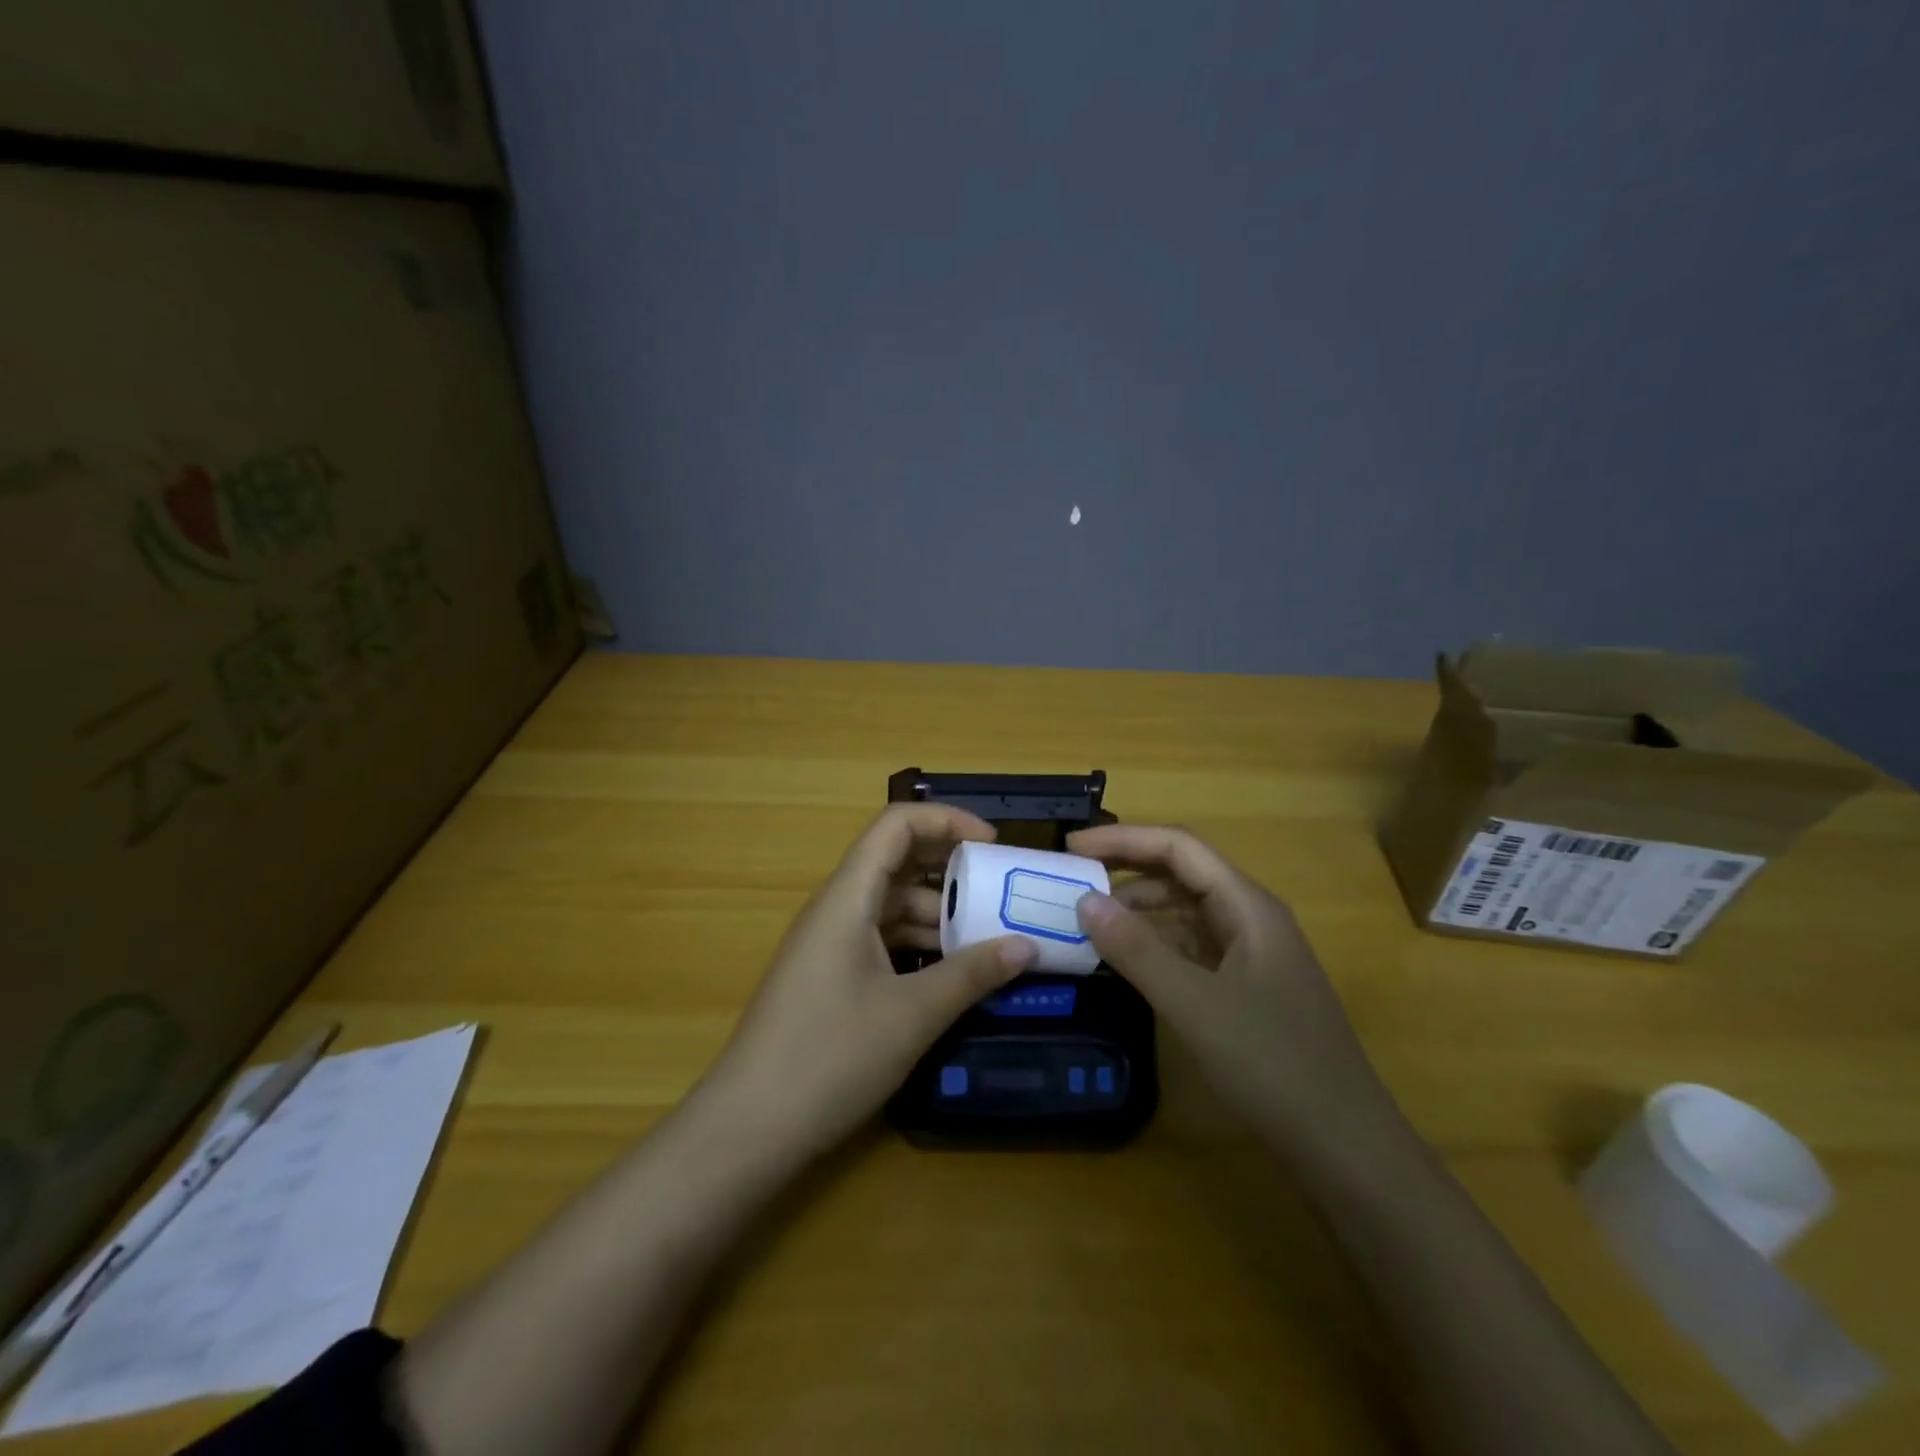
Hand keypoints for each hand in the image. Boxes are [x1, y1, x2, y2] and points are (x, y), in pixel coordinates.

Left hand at [696, 804, 1034, 1159]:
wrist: (747, 1129)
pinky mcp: (830, 976)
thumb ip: (972, 975)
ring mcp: (830, 944)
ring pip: (892, 906)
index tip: (994, 846)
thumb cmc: (828, 1057)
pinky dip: (919, 946)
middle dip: (951, 870)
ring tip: (991, 940)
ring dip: (939, 915)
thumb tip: (1027, 946)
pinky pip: (882, 940)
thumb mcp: (911, 1015)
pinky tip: (952, 975)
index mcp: (848, 897)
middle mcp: (836, 908)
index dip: (947, 820)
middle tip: (1002, 890)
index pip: (896, 825)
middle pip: (897, 862)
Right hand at [1066, 824, 1392, 1149]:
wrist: (1344, 1144)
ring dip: (1137, 910)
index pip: (1178, 847)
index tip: (1071, 846)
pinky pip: (1190, 947)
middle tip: (1070, 881)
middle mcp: (1250, 918)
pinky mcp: (1245, 987)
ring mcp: (1250, 954)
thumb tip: (1084, 900)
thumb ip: (1137, 950)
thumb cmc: (1273, 1064)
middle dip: (1125, 870)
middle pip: (1181, 874)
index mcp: (1247, 906)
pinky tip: (1124, 961)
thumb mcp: (1195, 1005)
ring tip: (1086, 921)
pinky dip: (1154, 945)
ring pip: (1184, 912)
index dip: (1123, 839)